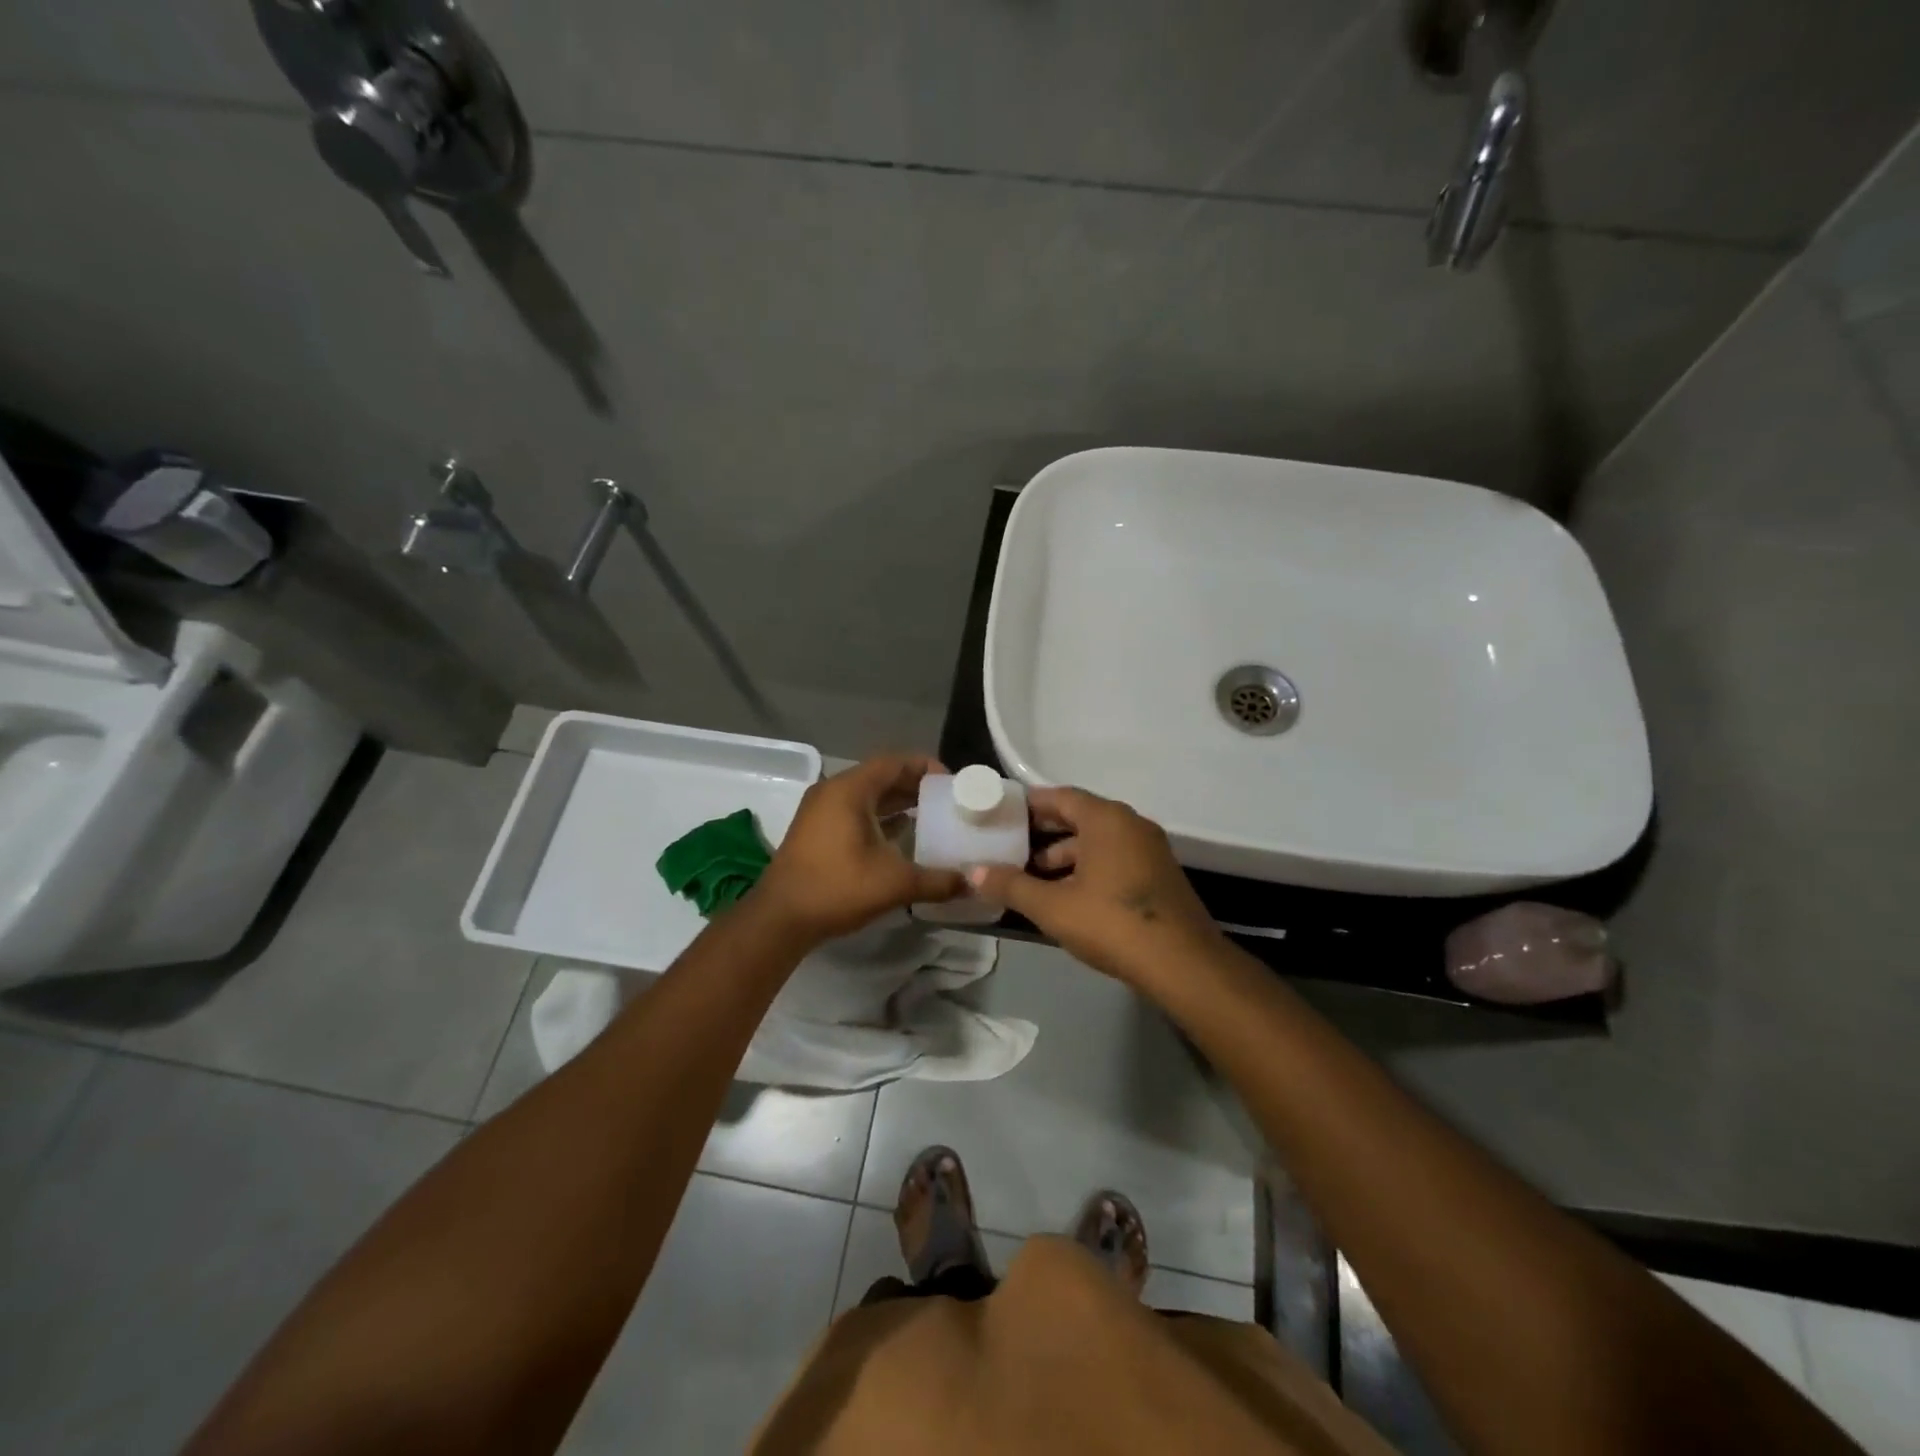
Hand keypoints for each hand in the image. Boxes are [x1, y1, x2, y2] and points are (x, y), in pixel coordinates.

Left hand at [749, 754, 965, 945]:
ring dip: (898, 803)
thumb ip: (937, 881)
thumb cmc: (836, 888)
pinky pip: (855, 812)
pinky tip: (902, 836)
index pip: (894, 762)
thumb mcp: (894, 883)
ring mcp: (820, 811)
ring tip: (932, 817)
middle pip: (881, 776)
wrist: (780, 919)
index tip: (953, 783)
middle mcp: (833, 791)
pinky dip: (880, 818)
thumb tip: (973, 884)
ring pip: (867, 796)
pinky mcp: (816, 831)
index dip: (926, 767)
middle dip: (915, 786)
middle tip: (948, 801)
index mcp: (849, 790)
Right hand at [969, 787, 1224, 988]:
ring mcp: (1149, 850)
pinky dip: (1088, 870)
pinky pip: (1115, 859)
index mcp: (1106, 819)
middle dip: (1043, 834)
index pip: (1060, 797)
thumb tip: (973, 872)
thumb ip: (1011, 885)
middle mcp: (1131, 824)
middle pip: (1079, 818)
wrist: (1183, 965)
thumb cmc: (1112, 923)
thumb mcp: (1053, 907)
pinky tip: (1067, 897)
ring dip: (1065, 857)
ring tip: (1032, 879)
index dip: (1028, 805)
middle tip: (1009, 848)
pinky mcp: (1158, 875)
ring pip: (1097, 842)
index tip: (1000, 815)